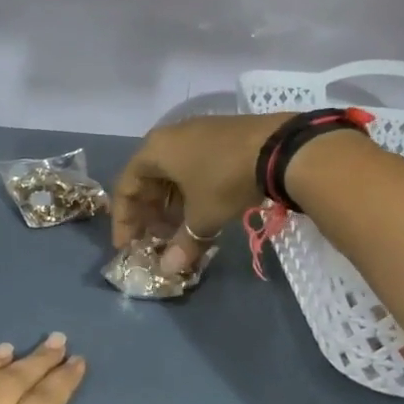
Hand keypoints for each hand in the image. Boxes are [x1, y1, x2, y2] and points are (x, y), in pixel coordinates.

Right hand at [112, 113, 294, 272]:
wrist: (279, 147)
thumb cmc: (225, 179)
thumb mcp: (203, 216)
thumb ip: (183, 243)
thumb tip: (168, 270)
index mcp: (154, 150)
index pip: (125, 187)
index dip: (124, 220)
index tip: (127, 247)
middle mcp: (168, 137)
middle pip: (147, 180)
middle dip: (150, 214)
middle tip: (157, 241)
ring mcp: (195, 133)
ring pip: (171, 174)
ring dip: (170, 205)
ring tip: (180, 231)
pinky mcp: (218, 136)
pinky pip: (191, 167)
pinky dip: (189, 192)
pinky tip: (202, 211)